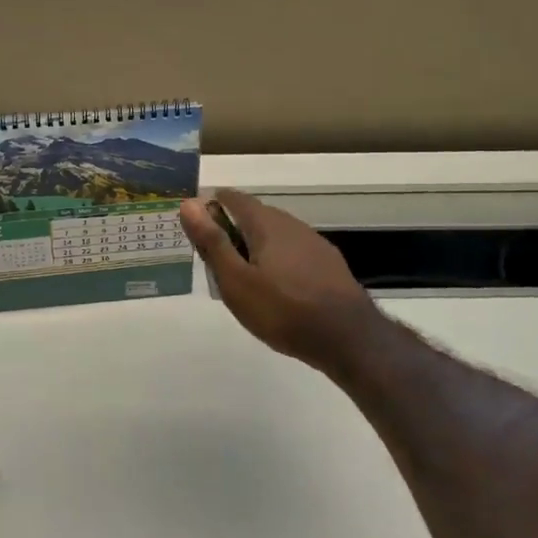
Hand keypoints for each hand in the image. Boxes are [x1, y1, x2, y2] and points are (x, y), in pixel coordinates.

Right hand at [180, 189, 384, 373]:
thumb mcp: (235, 280)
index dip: (211, 207)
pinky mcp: (328, 264)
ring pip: (275, 235)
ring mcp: (314, 243)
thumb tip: (188, 203)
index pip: (233, 198)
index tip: (198, 230)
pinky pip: (293, 252)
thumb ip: (212, 241)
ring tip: (244, 278)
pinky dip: (277, 261)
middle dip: (231, 230)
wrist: (349, 339)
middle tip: (216, 262)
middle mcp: (291, 224)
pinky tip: (277, 289)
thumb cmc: (282, 310)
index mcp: (265, 223)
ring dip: (255, 247)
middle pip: (254, 216)